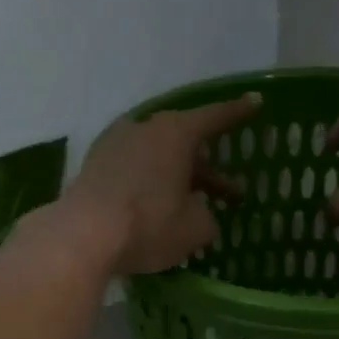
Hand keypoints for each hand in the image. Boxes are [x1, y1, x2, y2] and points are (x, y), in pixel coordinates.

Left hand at [65, 94, 259, 275]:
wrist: (83, 235)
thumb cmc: (149, 225)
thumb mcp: (195, 229)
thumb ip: (207, 216)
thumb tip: (200, 212)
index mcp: (176, 133)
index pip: (215, 118)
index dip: (238, 113)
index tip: (255, 102)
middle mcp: (146, 128)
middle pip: (185, 143)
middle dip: (208, 168)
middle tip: (228, 193)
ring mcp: (115, 143)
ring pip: (158, 155)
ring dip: (177, 176)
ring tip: (189, 202)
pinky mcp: (95, 164)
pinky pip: (134, 167)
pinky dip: (149, 181)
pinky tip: (154, 204)